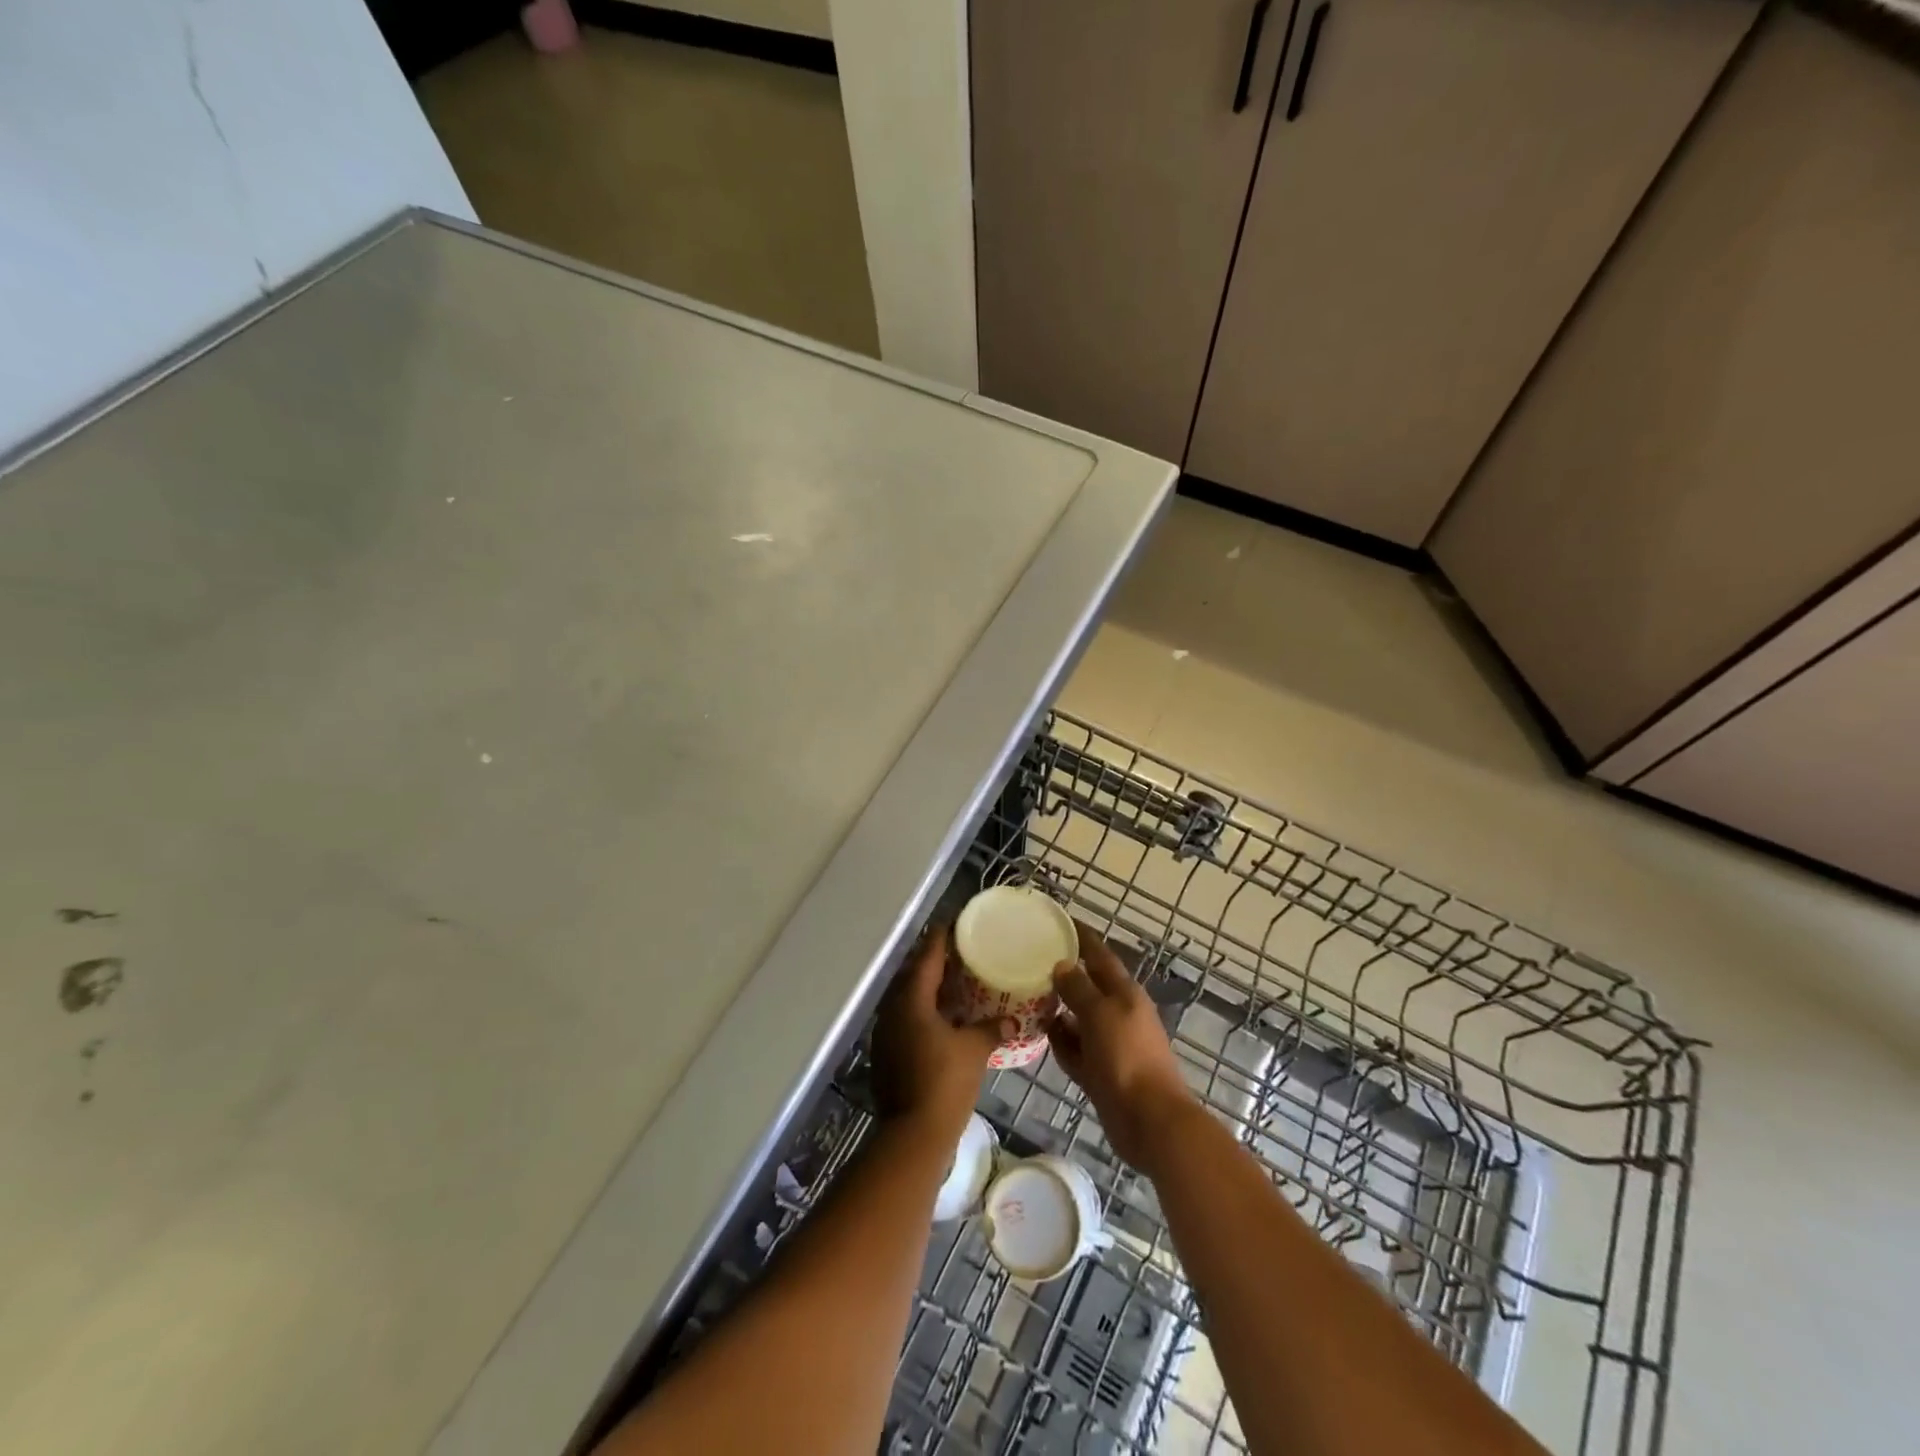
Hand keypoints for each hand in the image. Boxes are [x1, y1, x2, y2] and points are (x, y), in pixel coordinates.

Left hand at [871, 923, 1004, 1137]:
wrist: (913, 1135)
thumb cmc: (944, 1083)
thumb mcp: (974, 1051)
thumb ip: (992, 1029)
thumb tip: (1013, 1019)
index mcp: (911, 1000)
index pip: (927, 958)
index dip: (940, 939)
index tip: (953, 923)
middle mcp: (893, 1010)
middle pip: (914, 976)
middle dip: (935, 964)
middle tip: (960, 953)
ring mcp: (886, 1034)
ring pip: (910, 1000)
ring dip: (930, 991)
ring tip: (956, 983)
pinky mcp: (887, 1055)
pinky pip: (907, 1021)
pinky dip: (925, 1014)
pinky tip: (945, 1020)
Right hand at [1048, 922, 1198, 1172]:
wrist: (1149, 1120)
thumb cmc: (1126, 1057)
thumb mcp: (1100, 1014)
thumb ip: (1079, 988)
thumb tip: (1062, 965)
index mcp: (1124, 993)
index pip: (1099, 955)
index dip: (1081, 937)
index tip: (1058, 921)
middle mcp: (1117, 1013)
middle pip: (1087, 986)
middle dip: (1063, 974)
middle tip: (1030, 960)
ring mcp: (1109, 1044)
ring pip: (1078, 1018)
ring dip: (1057, 1009)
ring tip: (1026, 996)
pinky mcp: (1100, 1071)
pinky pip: (1075, 1049)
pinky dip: (1060, 1042)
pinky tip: (1039, 1035)